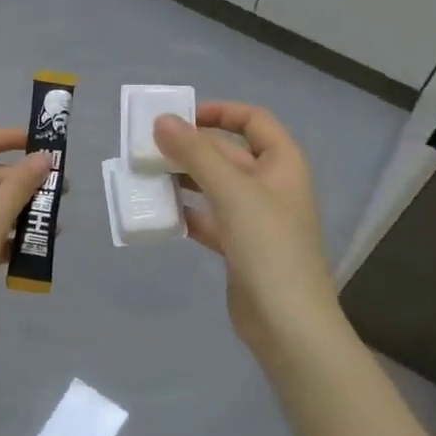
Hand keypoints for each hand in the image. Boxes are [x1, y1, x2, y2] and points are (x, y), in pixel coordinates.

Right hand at [153, 103, 339, 348]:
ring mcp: (256, 219)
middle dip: (191, 148)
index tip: (181, 116)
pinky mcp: (240, 247)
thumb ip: (196, 153)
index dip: (220, 111)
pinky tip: (160, 212)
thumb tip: (162, 120)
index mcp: (282, 164)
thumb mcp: (232, 191)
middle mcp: (271, 186)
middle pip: (228, 153)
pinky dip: (187, 212)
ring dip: (184, 178)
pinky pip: (209, 218)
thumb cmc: (268, 246)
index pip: (254, 120)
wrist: (288, 324)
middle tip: (148, 146)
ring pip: (215, 186)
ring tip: (147, 175)